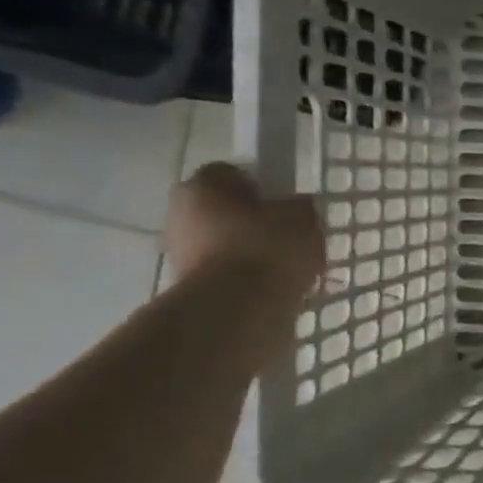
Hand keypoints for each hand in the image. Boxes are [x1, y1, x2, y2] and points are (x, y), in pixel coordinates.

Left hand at [164, 163, 324, 292]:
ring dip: (247, 251)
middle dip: (251, 221)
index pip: (233, 174)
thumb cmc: (268, 248)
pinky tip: (271, 287)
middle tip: (286, 236)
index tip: (284, 205)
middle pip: (223, 209)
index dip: (262, 187)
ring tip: (284, 267)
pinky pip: (224, 272)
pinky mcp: (186, 285)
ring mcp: (179, 251)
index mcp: (204, 184)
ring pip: (223, 243)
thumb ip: (298, 207)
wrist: (237, 309)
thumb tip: (294, 208)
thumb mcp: (303, 217)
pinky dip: (244, 278)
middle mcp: (181, 212)